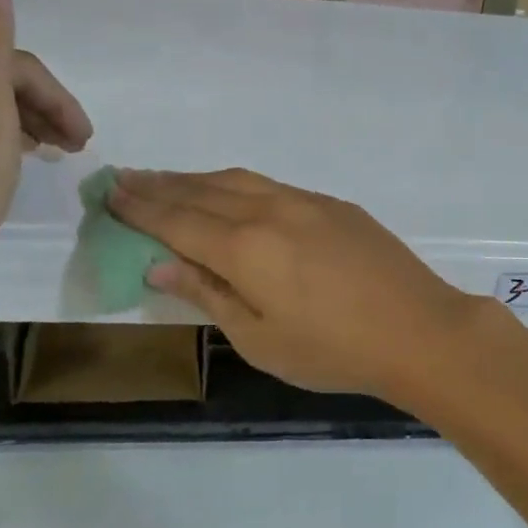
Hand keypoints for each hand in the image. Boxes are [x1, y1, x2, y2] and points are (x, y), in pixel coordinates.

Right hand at [107, 168, 488, 398]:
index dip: (141, 207)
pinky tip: (231, 193)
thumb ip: (208, 293)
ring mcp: (305, 201)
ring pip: (237, 180)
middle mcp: (269, 210)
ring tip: (168, 180)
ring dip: (197, 179)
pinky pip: (270, 185)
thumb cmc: (332, 349)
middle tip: (126, 178)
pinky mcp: (332, 204)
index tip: (111, 192)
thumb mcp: (259, 338)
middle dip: (161, 185)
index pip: (177, 220)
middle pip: (202, 191)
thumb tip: (159, 264)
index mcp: (244, 247)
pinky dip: (236, 184)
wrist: (417, 328)